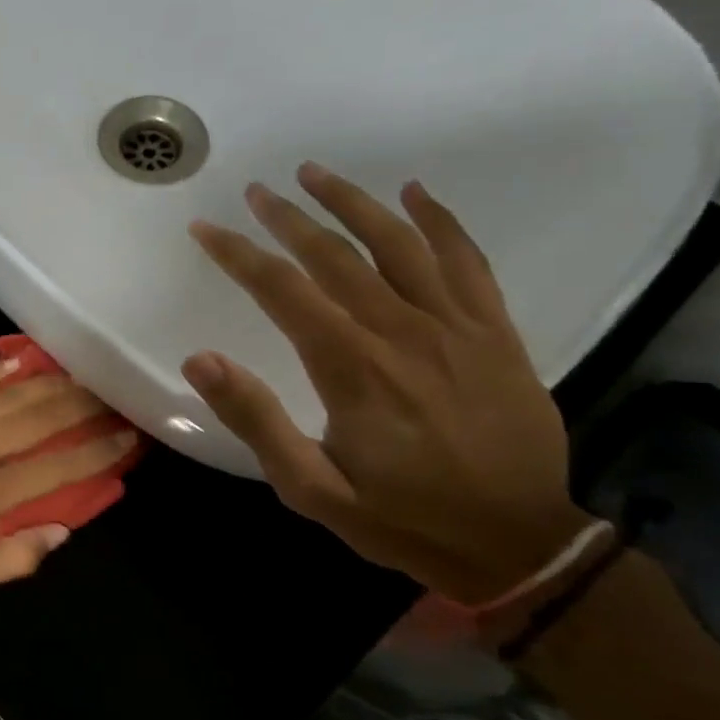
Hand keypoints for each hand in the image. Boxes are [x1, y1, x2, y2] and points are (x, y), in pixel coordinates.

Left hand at [0, 361, 137, 604]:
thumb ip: (11, 559)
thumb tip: (61, 532)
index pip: (53, 469)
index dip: (94, 453)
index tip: (125, 437)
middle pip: (36, 422)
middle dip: (79, 407)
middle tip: (111, 393)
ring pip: (5, 399)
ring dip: (46, 385)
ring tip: (79, 374)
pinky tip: (17, 362)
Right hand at [183, 164, 588, 603]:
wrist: (518, 546)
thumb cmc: (402, 518)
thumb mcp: (311, 489)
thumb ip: (256, 420)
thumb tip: (200, 358)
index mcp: (352, 368)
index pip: (282, 290)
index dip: (238, 254)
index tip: (205, 229)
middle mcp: (402, 332)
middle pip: (336, 255)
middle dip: (288, 218)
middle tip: (257, 191)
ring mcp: (456, 327)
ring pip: (399, 244)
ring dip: (353, 203)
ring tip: (316, 173)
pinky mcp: (495, 333)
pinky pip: (467, 261)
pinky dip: (440, 221)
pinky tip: (414, 193)